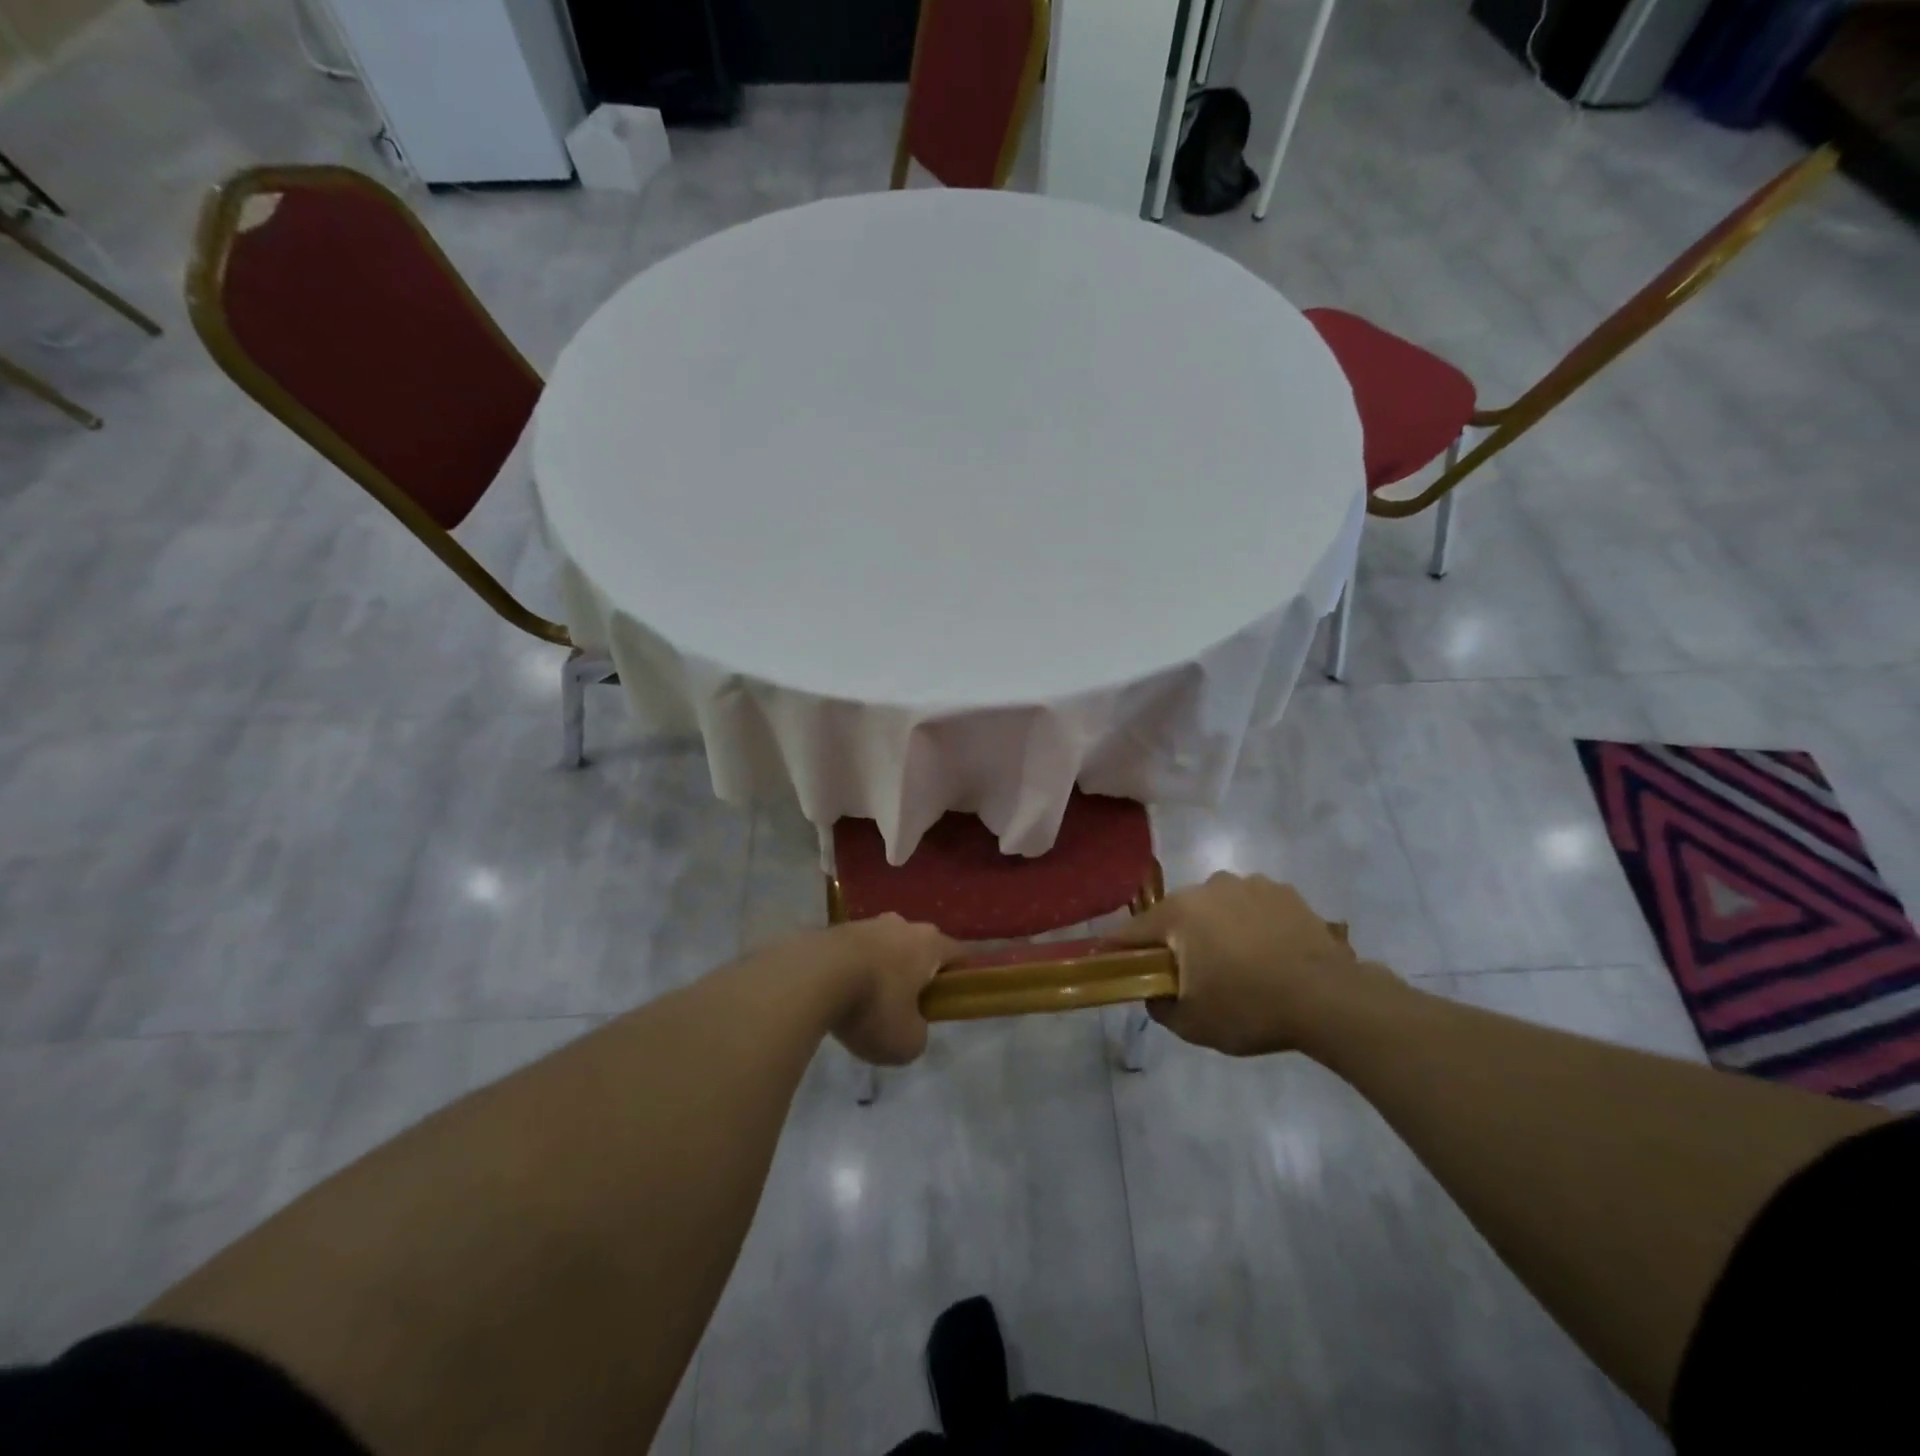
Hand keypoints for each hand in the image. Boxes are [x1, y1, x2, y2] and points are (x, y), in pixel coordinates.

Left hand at [820, 915, 956, 1066]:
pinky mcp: (834, 930)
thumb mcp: (906, 1042)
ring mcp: (866, 923)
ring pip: (884, 949)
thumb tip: (910, 1026)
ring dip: (881, 971)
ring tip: (865, 1005)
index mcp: (930, 944)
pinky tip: (839, 997)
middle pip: (919, 948)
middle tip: (906, 1006)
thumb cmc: (873, 1005)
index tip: (955, 997)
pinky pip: (854, 954)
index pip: (959, 954)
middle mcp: (902, 925)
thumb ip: (918, 1035)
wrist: (811, 977)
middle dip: (915, 974)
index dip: (961, 976)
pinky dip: (852, 971)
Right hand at [1116, 873, 1403, 1055]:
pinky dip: (1251, 924)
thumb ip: (1159, 1006)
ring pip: (1216, 908)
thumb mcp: (1193, 1023)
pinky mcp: (1283, 891)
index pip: (1132, 931)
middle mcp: (1208, 887)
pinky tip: (1268, 953)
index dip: (1118, 949)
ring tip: (1237, 964)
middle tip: (1189, 973)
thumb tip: (1154, 992)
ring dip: (1216, 929)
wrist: (1330, 998)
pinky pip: (1252, 907)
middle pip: (1177, 915)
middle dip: (1176, 940)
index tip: (1111, 963)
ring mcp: (1248, 884)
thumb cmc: (1250, 1008)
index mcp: (1179, 914)